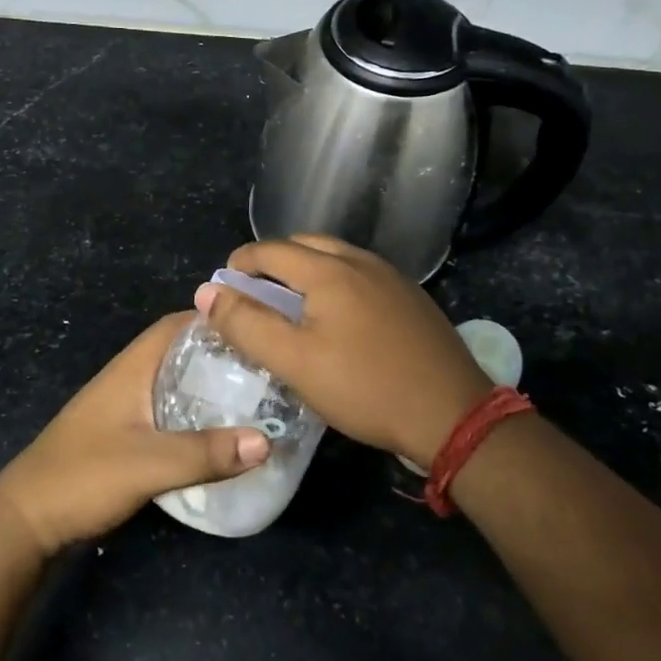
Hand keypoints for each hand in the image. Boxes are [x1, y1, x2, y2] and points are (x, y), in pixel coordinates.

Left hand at [0, 313, 270, 556]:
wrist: (26, 520)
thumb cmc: (83, 476)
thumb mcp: (149, 464)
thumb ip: (206, 453)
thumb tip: (267, 440)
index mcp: (131, 369)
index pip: (176, 325)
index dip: (215, 320)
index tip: (257, 328)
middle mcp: (128, 379)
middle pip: (180, 353)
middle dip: (220, 356)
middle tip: (266, 368)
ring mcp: (122, 408)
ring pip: (174, 384)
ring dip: (207, 387)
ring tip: (253, 398)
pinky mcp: (121, 436)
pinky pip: (167, 412)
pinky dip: (193, 415)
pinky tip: (217, 434)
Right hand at [197, 235, 491, 470]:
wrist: (453, 414)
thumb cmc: (365, 388)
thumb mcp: (295, 362)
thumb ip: (247, 324)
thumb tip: (207, 291)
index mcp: (329, 270)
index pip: (270, 250)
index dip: (239, 263)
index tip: (223, 288)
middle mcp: (361, 261)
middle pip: (304, 246)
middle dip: (271, 263)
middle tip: (253, 295)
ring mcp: (392, 278)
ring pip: (335, 259)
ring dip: (304, 271)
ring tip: (290, 305)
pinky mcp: (411, 298)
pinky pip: (360, 275)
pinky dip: (334, 283)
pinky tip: (336, 318)